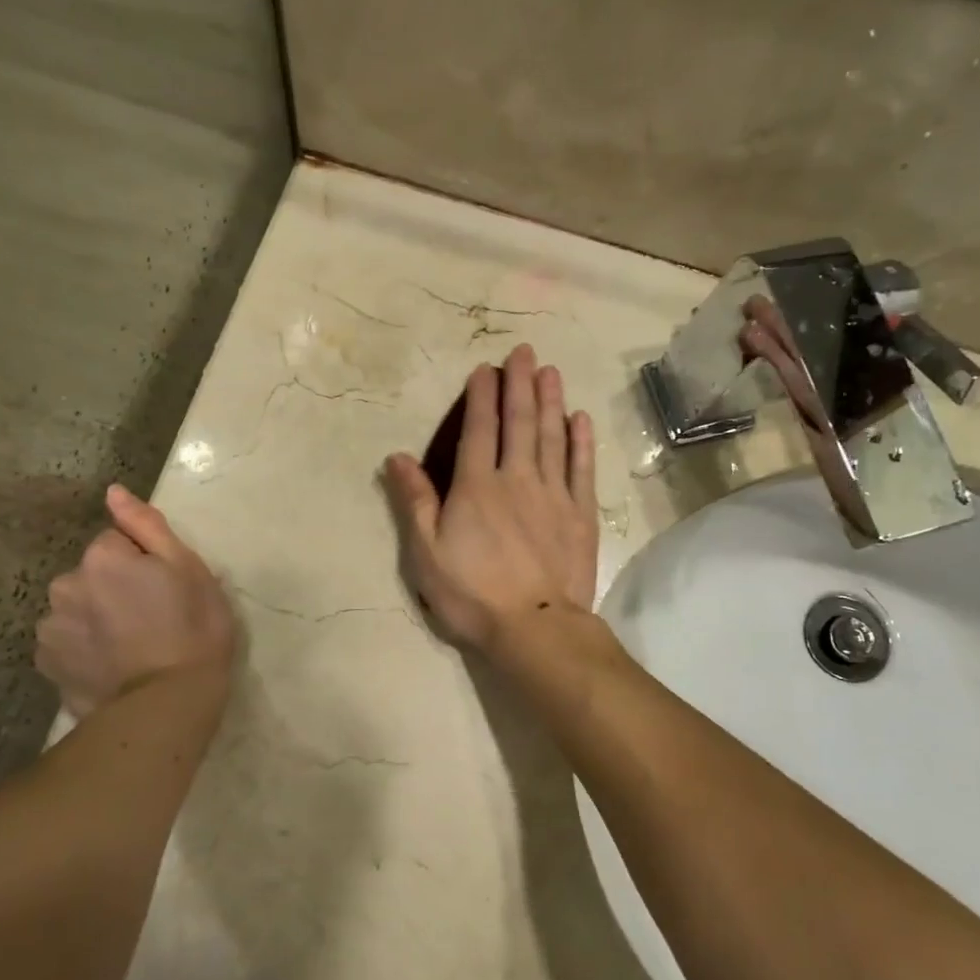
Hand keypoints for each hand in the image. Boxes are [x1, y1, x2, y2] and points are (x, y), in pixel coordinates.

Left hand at [35, 485, 236, 717]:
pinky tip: (111, 667)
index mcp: (101, 558)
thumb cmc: (193, 629)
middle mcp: (65, 585)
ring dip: (96, 619)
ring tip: (132, 648)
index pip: (117, 543)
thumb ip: (146, 525)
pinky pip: (67, 644)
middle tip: (152, 619)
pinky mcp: (48, 666)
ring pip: (77, 609)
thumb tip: (113, 491)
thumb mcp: (188, 568)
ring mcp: (52, 629)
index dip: (144, 563)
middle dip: (114, 588)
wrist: (168, 704)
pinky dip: (84, 650)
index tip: (165, 589)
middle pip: (92, 576)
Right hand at [384, 344, 598, 651]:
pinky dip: (580, 441)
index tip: (486, 368)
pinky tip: (580, 419)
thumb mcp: (426, 554)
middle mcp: (517, 479)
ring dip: (550, 401)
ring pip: (552, 437)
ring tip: (551, 371)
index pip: (479, 430)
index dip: (482, 396)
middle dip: (520, 384)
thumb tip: (397, 457)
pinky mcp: (580, 514)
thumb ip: (415, 502)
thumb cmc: (472, 594)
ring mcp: (553, 495)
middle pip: (520, 423)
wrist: (534, 628)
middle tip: (525, 352)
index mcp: (476, 486)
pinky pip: (581, 468)